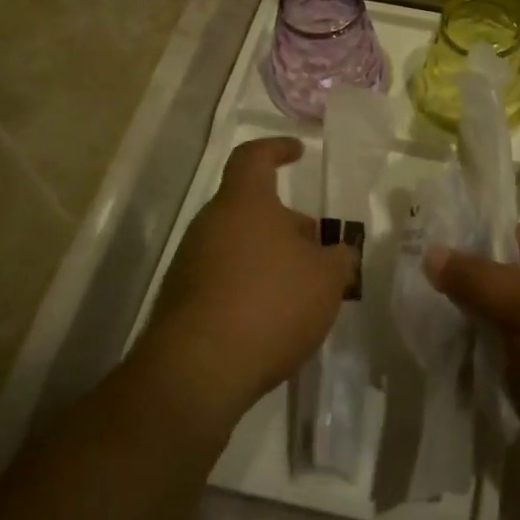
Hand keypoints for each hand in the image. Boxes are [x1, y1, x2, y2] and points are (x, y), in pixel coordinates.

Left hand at [134, 138, 355, 434]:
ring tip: (301, 290)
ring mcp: (189, 263)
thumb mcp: (326, 280)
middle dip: (285, 224)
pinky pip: (222, 279)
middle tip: (316, 248)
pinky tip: (272, 320)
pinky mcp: (181, 302)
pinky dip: (249, 287)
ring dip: (269, 258)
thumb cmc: (271, 304)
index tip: (297, 152)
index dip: (276, 149)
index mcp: (244, 204)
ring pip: (237, 246)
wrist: (198, 371)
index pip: (253, 157)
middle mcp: (210, 225)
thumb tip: (337, 252)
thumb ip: (338, 258)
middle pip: (250, 209)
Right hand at [423, 225, 519, 503]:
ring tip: (444, 347)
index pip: (515, 239)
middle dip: (475, 299)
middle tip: (430, 313)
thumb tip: (431, 253)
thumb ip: (477, 278)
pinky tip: (472, 379)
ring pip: (515, 326)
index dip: (474, 251)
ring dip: (485, 338)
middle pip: (513, 282)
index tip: (430, 272)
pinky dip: (502, 369)